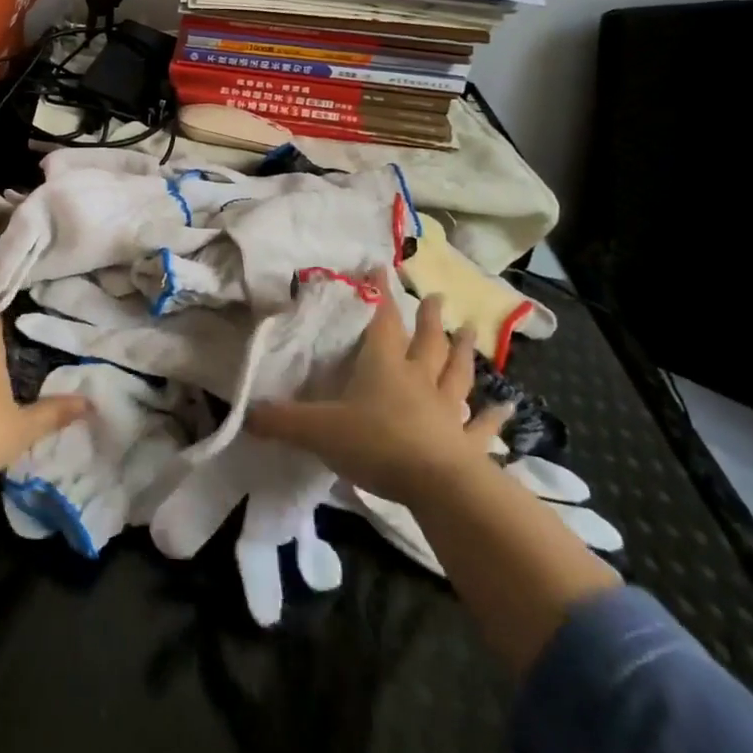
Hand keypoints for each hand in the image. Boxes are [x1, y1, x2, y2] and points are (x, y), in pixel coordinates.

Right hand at [247, 285, 509, 504]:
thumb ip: (281, 421)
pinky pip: (481, 426)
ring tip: (471, 332)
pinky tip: (508, 407)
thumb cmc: (376, 444)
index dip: (380, 295)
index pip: (382, 322)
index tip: (381, 267)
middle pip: (426, 342)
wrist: (437, 486)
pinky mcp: (466, 443)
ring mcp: (446, 410)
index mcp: (383, 367)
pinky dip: (493, 417)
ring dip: (463, 352)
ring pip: (456, 373)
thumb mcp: (318, 430)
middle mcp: (417, 380)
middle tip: (438, 297)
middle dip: (430, 318)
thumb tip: (244, 414)